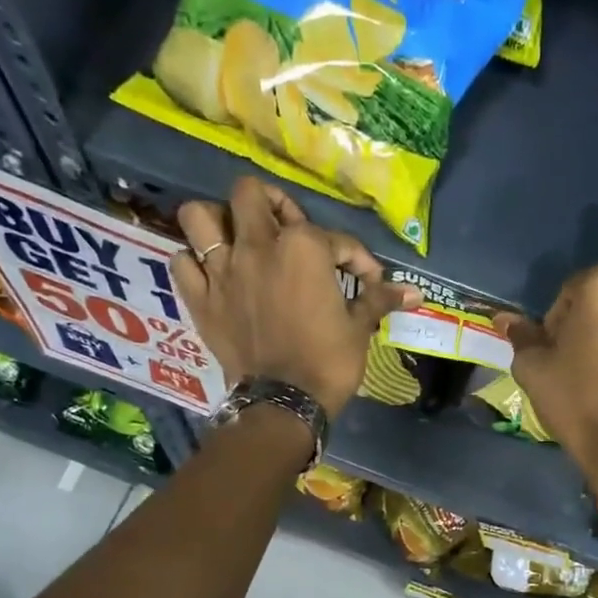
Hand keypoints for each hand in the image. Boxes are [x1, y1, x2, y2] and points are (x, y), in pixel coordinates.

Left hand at [173, 178, 419, 417]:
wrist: (286, 403)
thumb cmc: (329, 362)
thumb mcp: (359, 328)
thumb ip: (379, 299)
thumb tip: (416, 293)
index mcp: (303, 247)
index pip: (334, 237)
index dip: (355, 258)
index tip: (366, 282)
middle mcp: (257, 246)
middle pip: (250, 194)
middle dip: (271, 204)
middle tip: (284, 229)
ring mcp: (222, 270)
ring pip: (199, 216)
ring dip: (217, 221)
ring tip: (235, 239)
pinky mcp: (200, 299)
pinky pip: (181, 262)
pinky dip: (193, 263)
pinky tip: (211, 274)